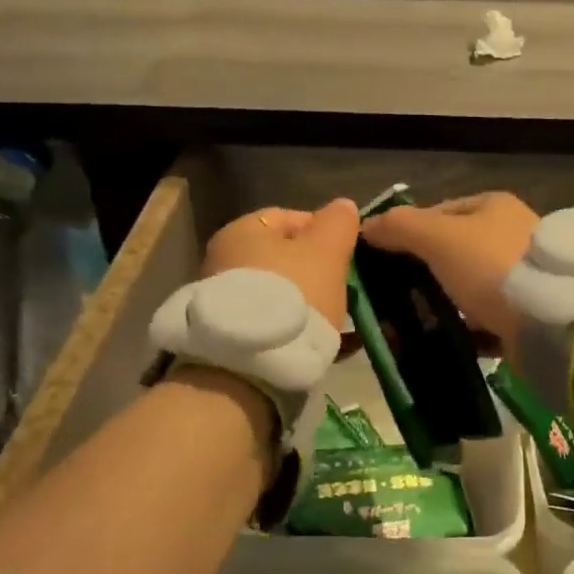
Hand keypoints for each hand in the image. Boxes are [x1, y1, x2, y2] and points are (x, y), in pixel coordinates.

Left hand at [201, 199, 358, 328]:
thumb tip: (343, 206)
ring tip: (339, 319)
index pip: (291, 217)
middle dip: (318, 270)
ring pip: (282, 292)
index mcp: (242, 231)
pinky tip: (323, 342)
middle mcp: (224, 260)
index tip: (348, 255)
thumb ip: (338, 223)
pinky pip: (274, 322)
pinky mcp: (231, 335)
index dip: (325, 232)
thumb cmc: (292, 294)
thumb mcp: (326, 251)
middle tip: (346, 289)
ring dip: (310, 301)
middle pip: (285, 257)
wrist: (251, 366)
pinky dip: (298, 327)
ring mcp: (225, 300)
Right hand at [359, 192, 539, 349]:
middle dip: (421, 272)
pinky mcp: (526, 314)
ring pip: (467, 287)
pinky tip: (440, 340)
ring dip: (441, 303)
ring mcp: (520, 277)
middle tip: (390, 296)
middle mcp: (509, 236)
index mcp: (492, 207)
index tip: (380, 261)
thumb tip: (365, 226)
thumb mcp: (438, 237)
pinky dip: (463, 329)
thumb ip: (400, 227)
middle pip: (453, 251)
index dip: (406, 232)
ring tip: (409, 322)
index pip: (437, 212)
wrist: (552, 319)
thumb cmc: (491, 265)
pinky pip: (485, 320)